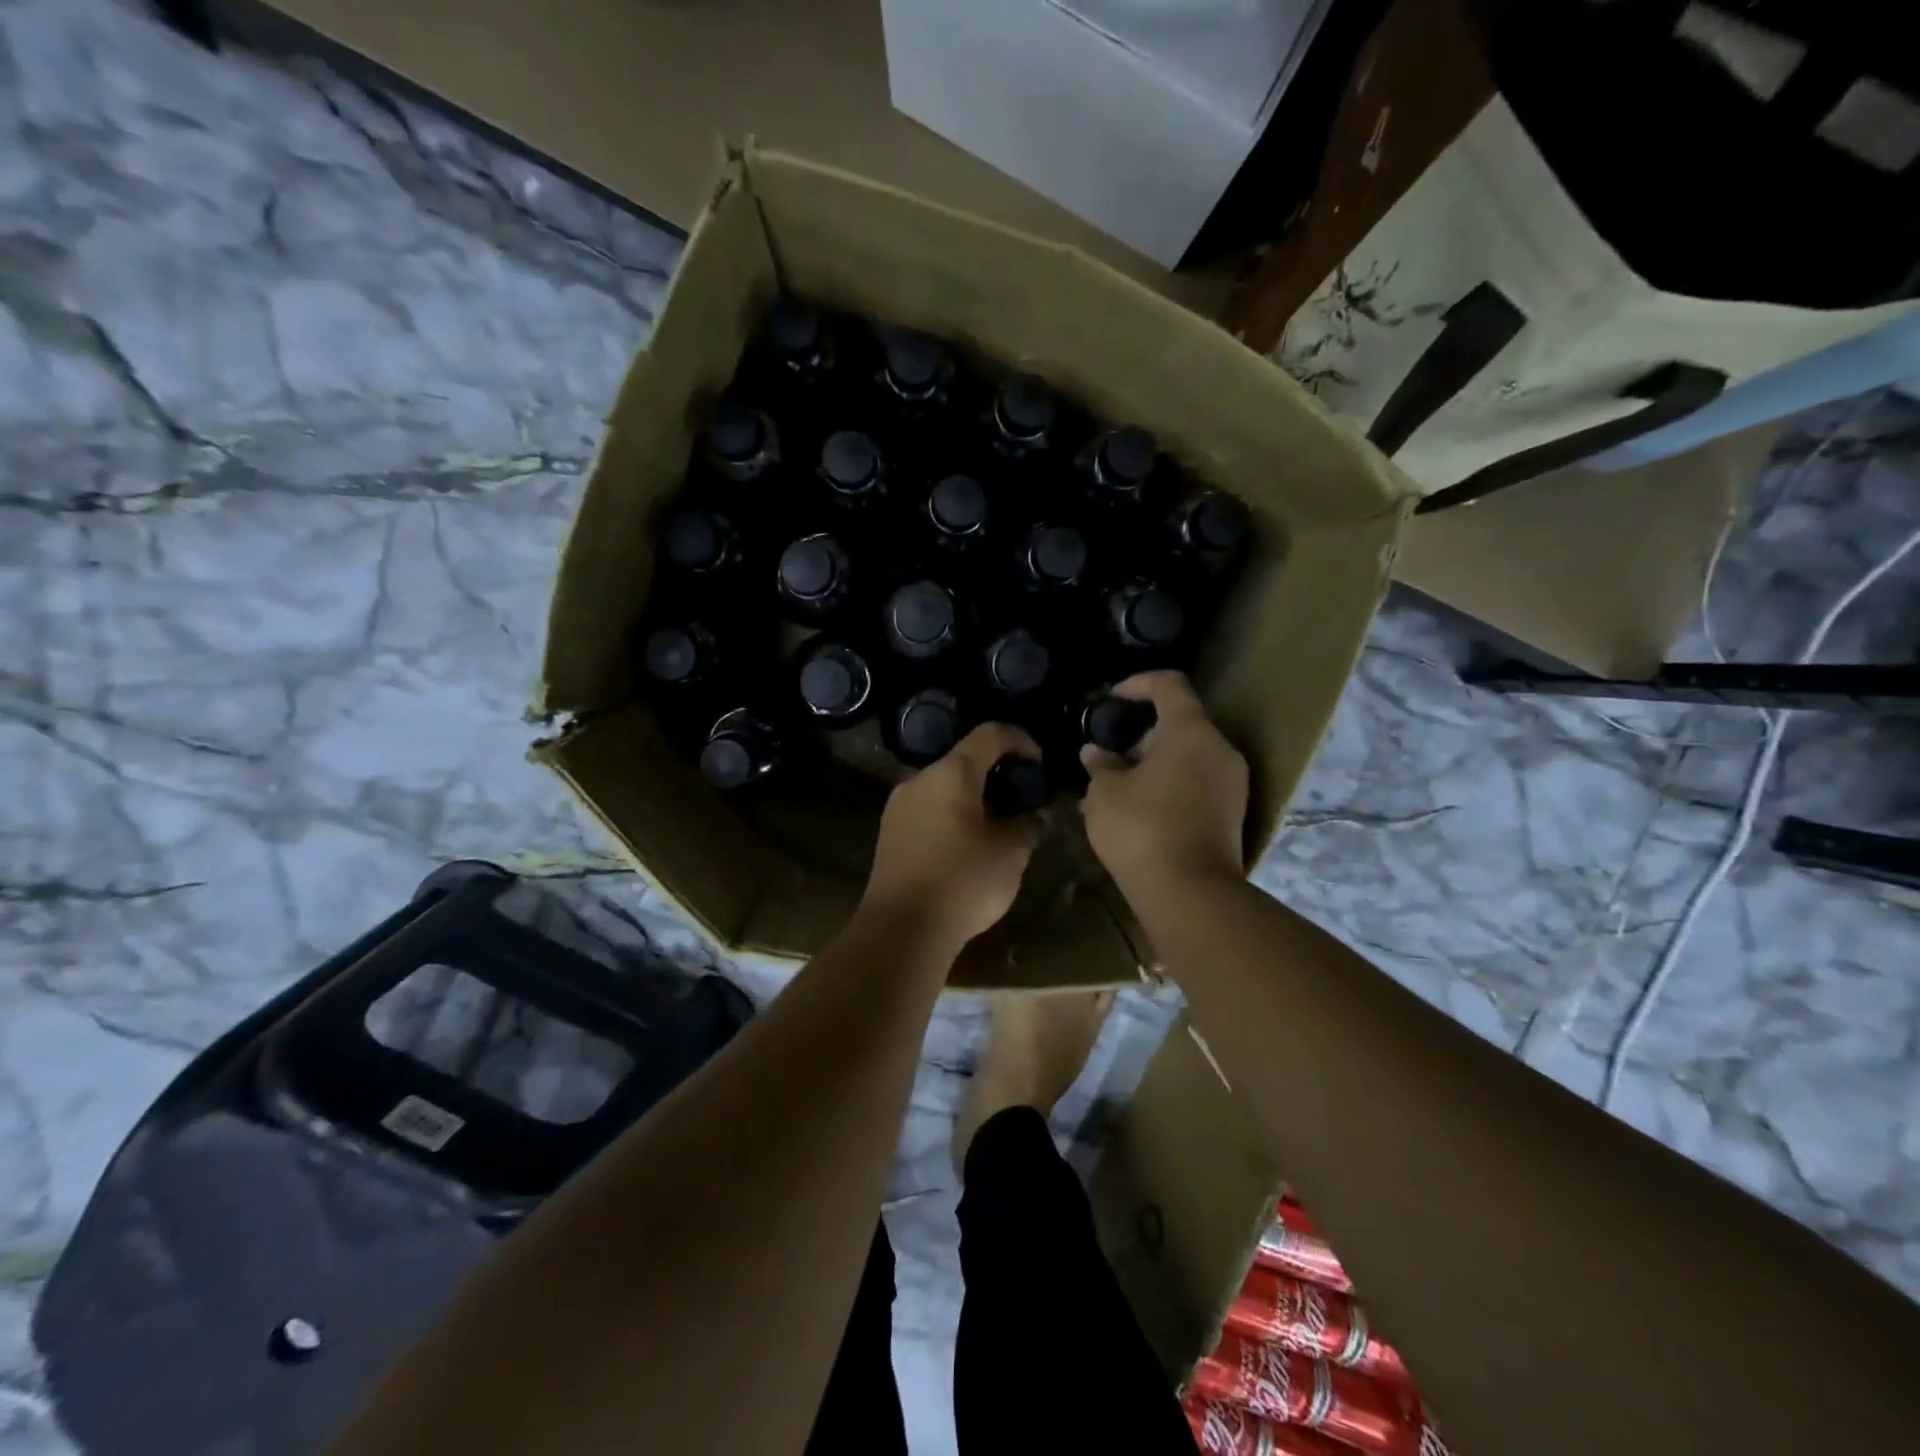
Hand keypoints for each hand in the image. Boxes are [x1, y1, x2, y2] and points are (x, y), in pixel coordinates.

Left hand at [860, 723, 1044, 949]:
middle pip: (963, 760)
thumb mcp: (1010, 854)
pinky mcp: (889, 832)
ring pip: (943, 786)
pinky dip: (952, 814)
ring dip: (972, 796)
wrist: (902, 929)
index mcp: (951, 773)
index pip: (990, 734)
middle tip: (1020, 797)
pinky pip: (928, 809)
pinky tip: (967, 843)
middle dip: (996, 772)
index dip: (1020, 740)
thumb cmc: (963, 881)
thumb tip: (1034, 815)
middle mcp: (919, 779)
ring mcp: (899, 806)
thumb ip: (1027, 826)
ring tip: (997, 823)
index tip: (1039, 762)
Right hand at [1080, 671, 1247, 898]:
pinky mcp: (1233, 812)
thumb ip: (1100, 765)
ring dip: (1156, 761)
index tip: (1110, 700)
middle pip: (1181, 721)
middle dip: (1141, 732)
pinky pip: (1199, 781)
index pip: (1169, 684)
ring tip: (1119, 784)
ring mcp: (1233, 782)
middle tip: (1109, 754)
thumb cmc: (1142, 829)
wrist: (1191, 894)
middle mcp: (1220, 748)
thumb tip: (1096, 753)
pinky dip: (1172, 782)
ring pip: (1190, 754)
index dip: (1137, 684)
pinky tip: (1142, 808)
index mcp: (1190, 731)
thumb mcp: (1104, 793)